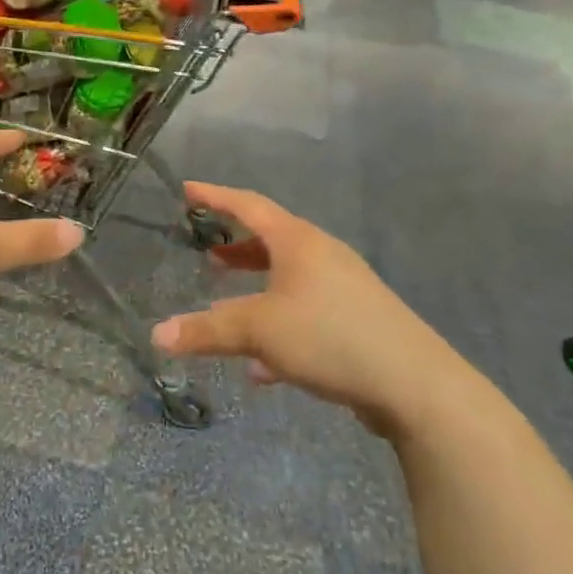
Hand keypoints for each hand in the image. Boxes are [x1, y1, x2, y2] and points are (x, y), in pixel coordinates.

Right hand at [152, 183, 472, 439]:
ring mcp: (344, 288)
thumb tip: (157, 336)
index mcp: (299, 242)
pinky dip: (278, 327)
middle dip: (237, 249)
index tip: (188, 189)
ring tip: (228, 302)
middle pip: (272, 241)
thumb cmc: (329, 336)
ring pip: (288, 280)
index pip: (249, 206)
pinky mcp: (358, 322)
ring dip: (256, 288)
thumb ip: (207, 331)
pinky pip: (306, 314)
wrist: (416, 385)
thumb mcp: (258, 331)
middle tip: (208, 254)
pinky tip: (263, 367)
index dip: (216, 196)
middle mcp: (323, 256)